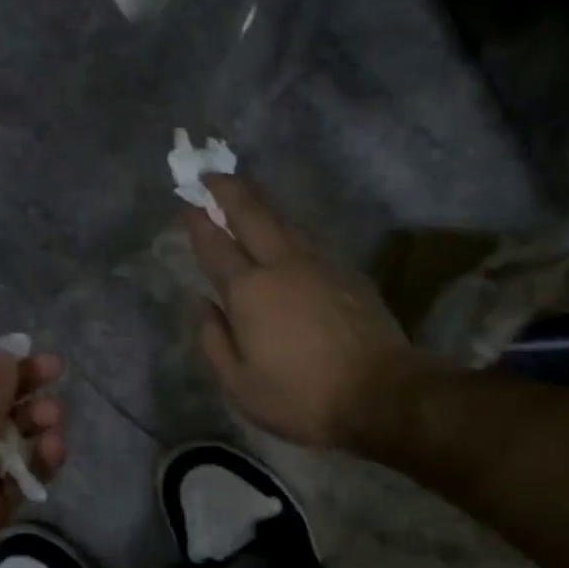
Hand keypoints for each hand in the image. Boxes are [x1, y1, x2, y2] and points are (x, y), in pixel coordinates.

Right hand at [185, 175, 416, 448]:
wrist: (381, 394)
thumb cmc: (301, 396)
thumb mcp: (240, 385)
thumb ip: (213, 340)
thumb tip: (202, 304)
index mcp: (249, 291)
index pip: (216, 246)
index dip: (198, 222)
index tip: (187, 200)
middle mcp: (282, 265)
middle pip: (252, 214)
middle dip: (228, 189)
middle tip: (211, 171)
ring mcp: (319, 264)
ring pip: (284, 221)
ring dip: (260, 201)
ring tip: (244, 189)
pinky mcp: (347, 272)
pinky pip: (307, 239)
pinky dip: (287, 227)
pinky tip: (284, 232)